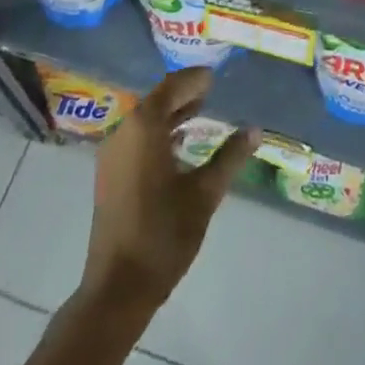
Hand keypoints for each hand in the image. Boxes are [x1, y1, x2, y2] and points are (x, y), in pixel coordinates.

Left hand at [81, 68, 257, 311]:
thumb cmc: (163, 235)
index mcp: (144, 126)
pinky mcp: (109, 175)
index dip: (194, 80)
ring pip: (145, 121)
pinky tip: (178, 146)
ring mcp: (112, 154)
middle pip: (156, 101)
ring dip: (171, 115)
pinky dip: (158, 133)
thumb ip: (230, 157)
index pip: (172, 87)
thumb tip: (255, 130)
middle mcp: (123, 131)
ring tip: (200, 113)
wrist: (117, 289)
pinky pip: (136, 139)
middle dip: (183, 95)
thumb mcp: (204, 194)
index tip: (214, 75)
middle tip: (211, 91)